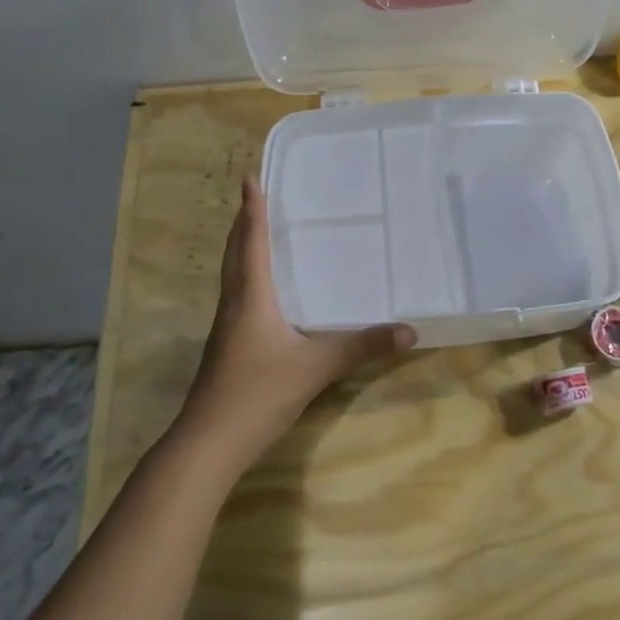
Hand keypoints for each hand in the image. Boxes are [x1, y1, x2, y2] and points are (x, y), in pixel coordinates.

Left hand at [177, 177, 413, 471]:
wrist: (209, 442)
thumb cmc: (258, 392)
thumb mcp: (316, 367)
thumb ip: (362, 347)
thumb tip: (409, 331)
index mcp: (251, 295)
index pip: (252, 240)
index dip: (253, 208)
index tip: (250, 177)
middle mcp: (235, 302)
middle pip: (235, 252)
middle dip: (244, 223)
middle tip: (256, 198)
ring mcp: (227, 326)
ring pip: (232, 274)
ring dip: (242, 248)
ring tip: (258, 233)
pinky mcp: (227, 346)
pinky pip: (237, 296)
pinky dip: (247, 277)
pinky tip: (263, 292)